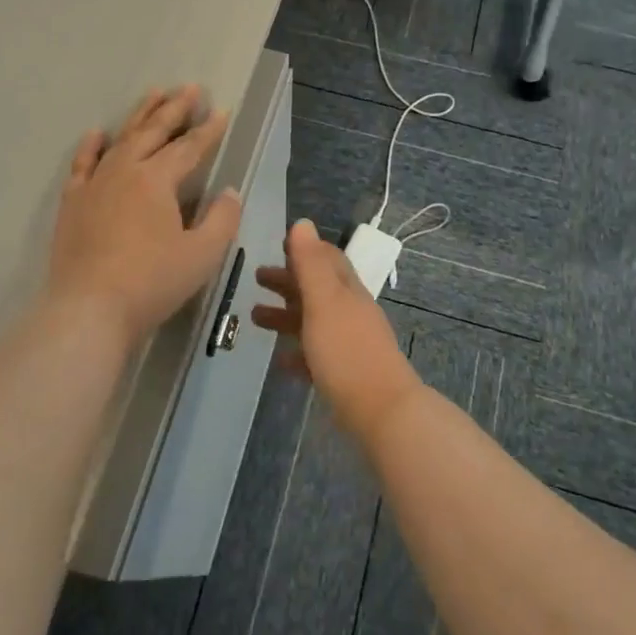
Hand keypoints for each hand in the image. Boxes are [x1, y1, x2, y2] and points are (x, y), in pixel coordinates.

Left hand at [46, 86, 242, 346]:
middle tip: (189, 87)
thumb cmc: (152, 282)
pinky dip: (91, 146)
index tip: (222, 110)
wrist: (88, 309)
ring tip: (153, 94)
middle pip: (153, 132)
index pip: (189, 147)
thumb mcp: (202, 254)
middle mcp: (125, 171)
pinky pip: (82, 165)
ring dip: (139, 116)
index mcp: (157, 180)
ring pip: (120, 139)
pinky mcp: (73, 203)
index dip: (208, 129)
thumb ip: (222, 219)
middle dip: (174, 108)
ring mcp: (95, 185)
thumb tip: (229, 192)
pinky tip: (96, 134)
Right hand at [254, 221, 424, 444]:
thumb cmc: (347, 350)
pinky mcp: (345, 374)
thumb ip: (311, 264)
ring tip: (254, 318)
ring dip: (285, 315)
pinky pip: (316, 356)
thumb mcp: (324, 302)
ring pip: (313, 321)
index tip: (279, 245)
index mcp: (346, 290)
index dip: (305, 249)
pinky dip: (297, 352)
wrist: (381, 411)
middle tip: (257, 277)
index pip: (328, 258)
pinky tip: (279, 361)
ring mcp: (349, 344)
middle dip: (288, 280)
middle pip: (317, 288)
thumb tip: (302, 223)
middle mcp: (350, 312)